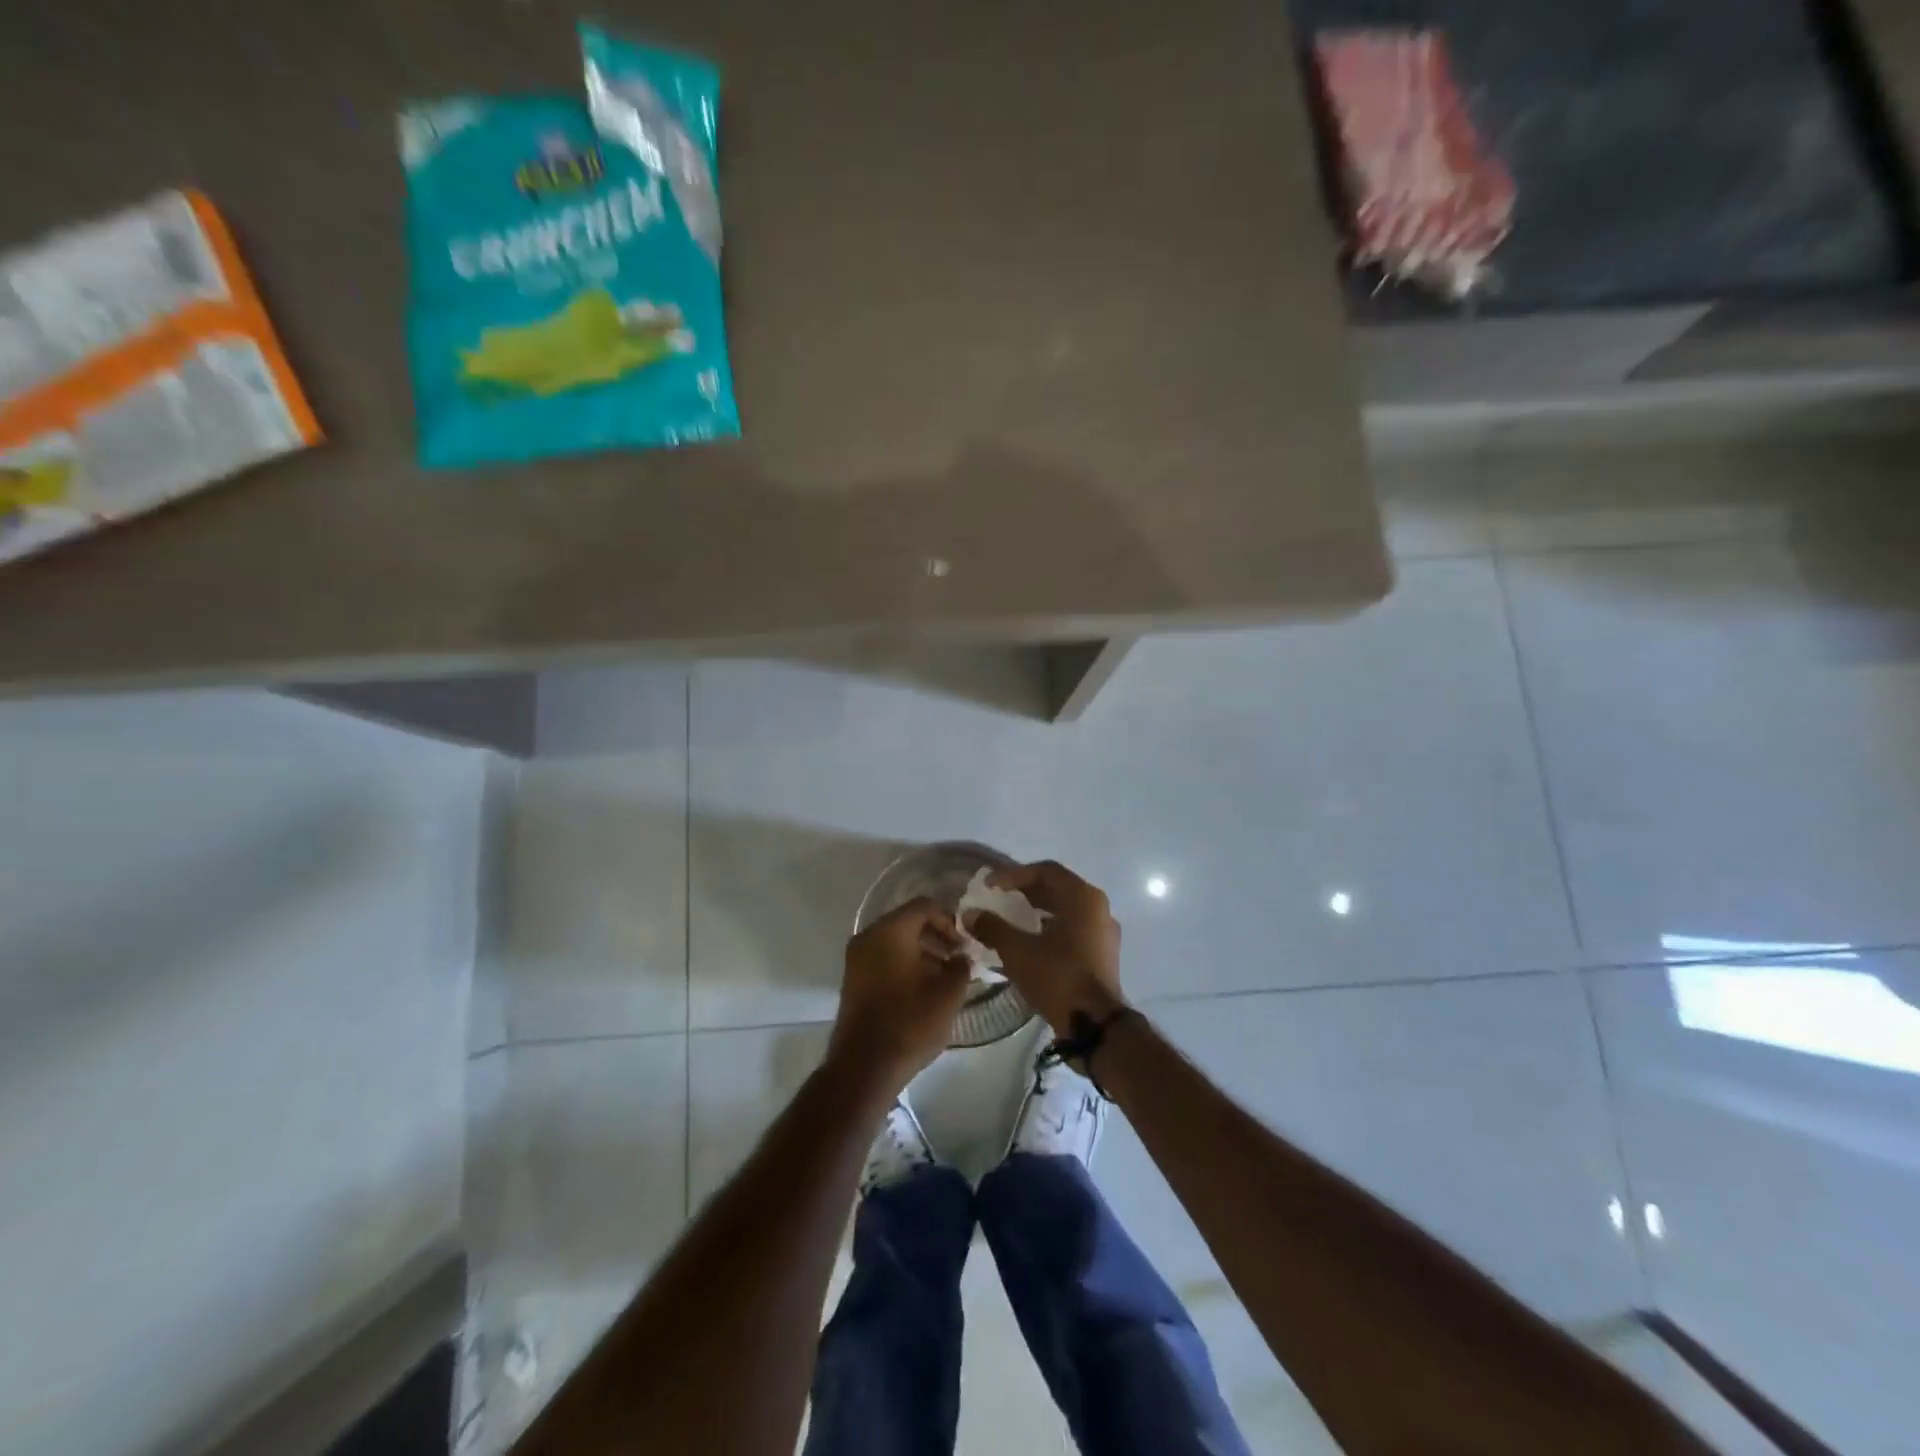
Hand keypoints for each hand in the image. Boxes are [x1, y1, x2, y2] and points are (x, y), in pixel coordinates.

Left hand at [828, 898, 971, 1098]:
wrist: (864, 1067)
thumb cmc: (909, 1023)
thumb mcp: (947, 994)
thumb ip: (961, 967)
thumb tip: (962, 958)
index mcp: (890, 931)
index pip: (924, 906)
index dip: (950, 920)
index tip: (965, 944)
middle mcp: (868, 936)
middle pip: (908, 922)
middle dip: (936, 936)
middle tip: (958, 959)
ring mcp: (857, 959)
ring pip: (895, 941)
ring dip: (922, 952)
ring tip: (945, 976)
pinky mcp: (853, 980)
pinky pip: (883, 958)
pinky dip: (905, 964)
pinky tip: (923, 988)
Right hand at [965, 861, 1126, 1035]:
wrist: (1095, 1026)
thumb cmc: (1058, 977)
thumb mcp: (1018, 950)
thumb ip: (992, 927)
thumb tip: (969, 914)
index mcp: (1083, 898)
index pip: (1046, 871)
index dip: (1014, 875)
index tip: (989, 886)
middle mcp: (1098, 908)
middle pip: (1058, 888)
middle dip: (1026, 891)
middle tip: (999, 897)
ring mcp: (1104, 932)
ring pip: (1067, 909)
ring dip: (1038, 909)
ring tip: (1012, 917)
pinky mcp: (1103, 954)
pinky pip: (1074, 928)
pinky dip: (1051, 927)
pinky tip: (1031, 941)